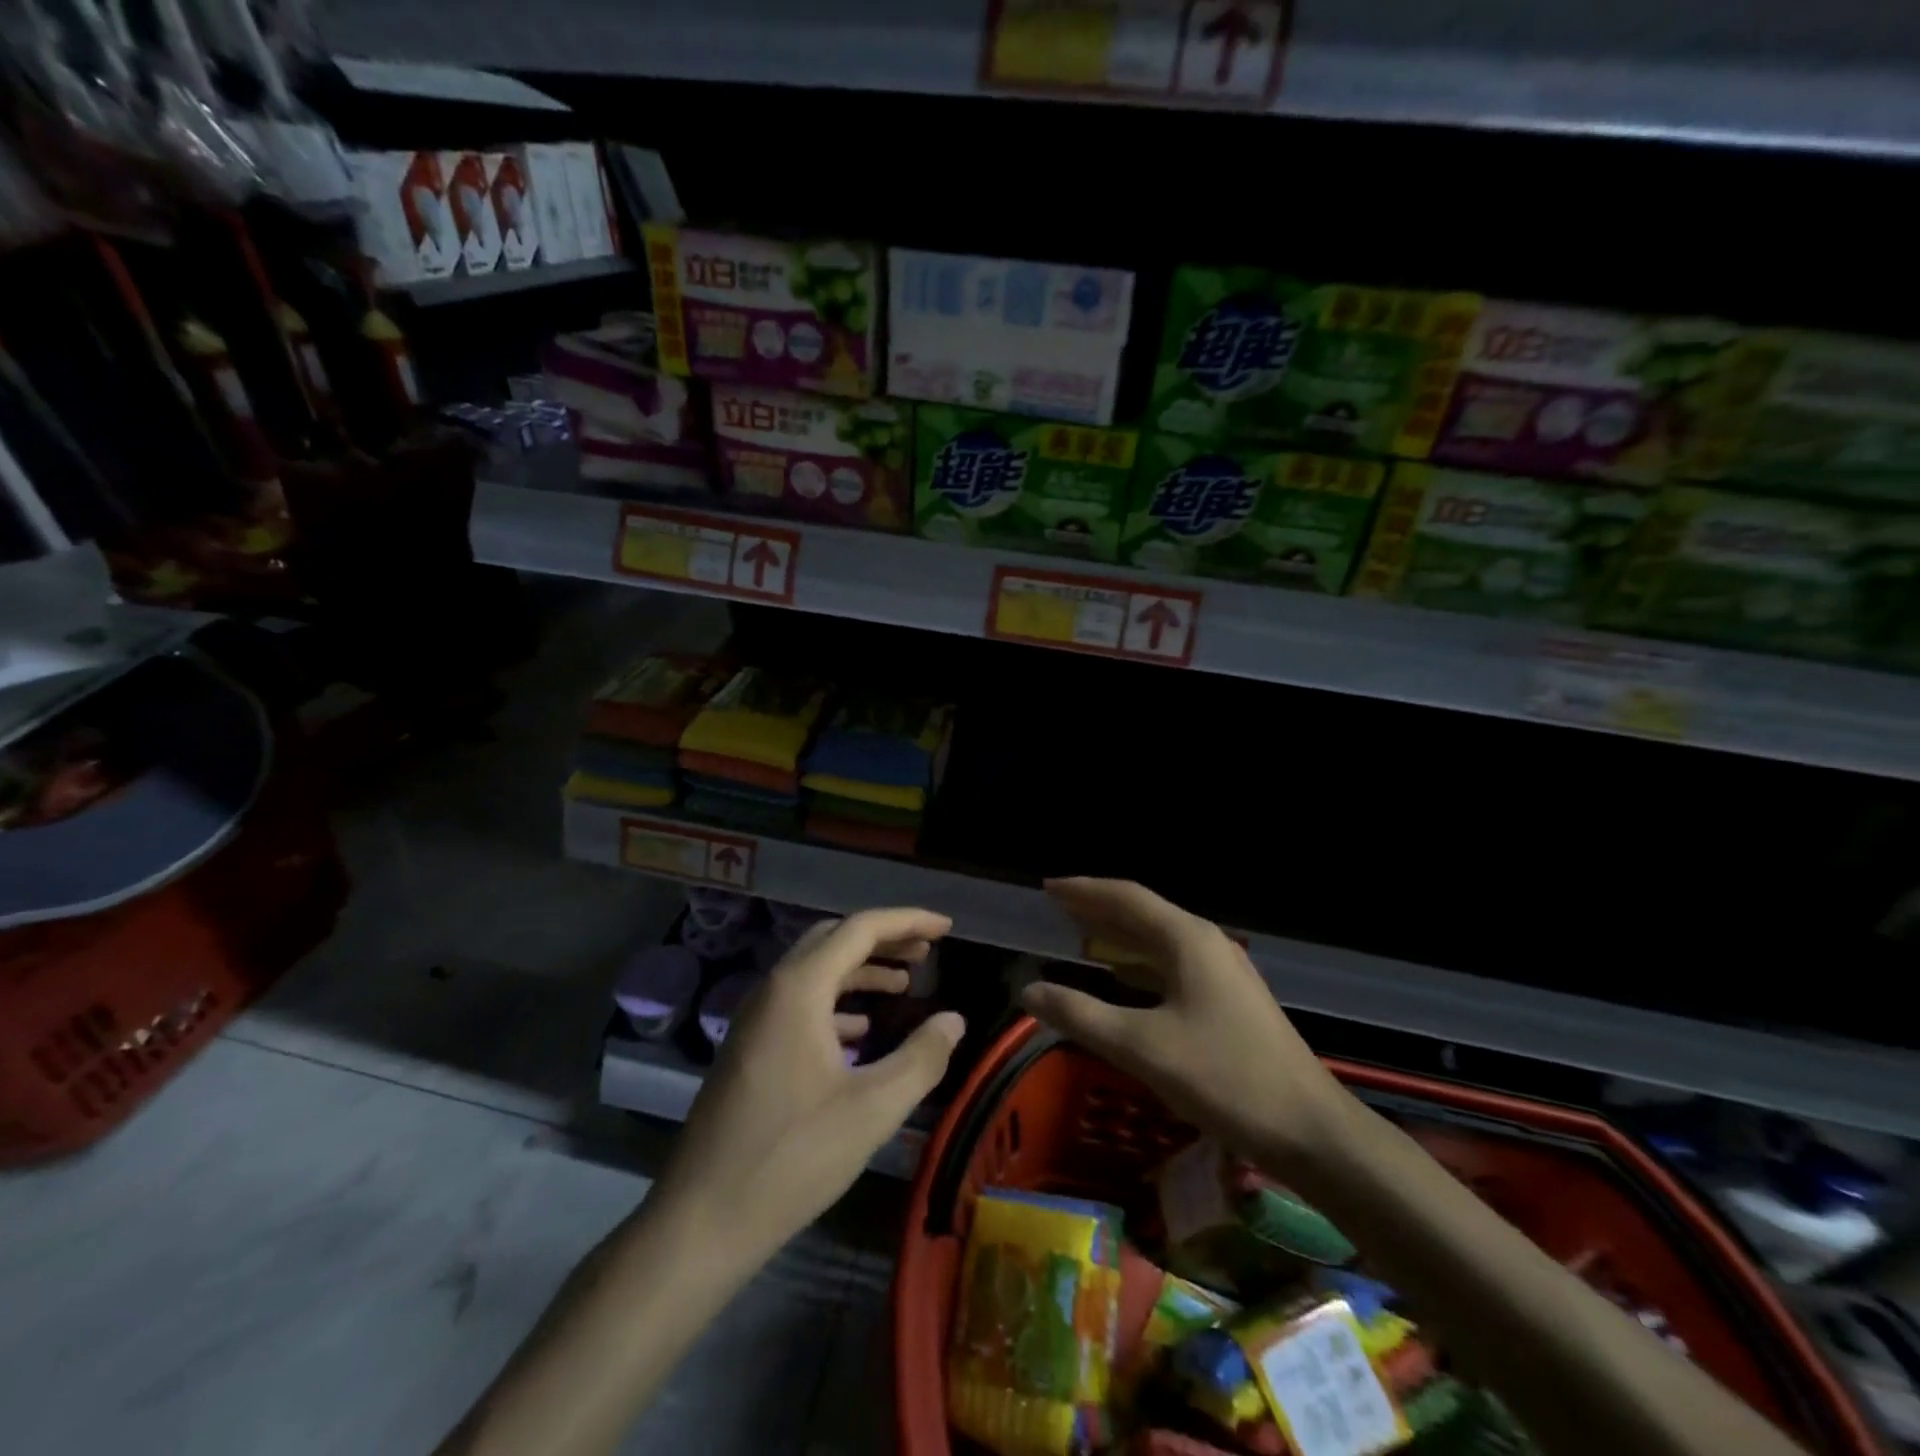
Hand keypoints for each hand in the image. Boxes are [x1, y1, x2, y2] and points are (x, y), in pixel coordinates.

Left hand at [650, 907, 964, 1263]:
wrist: (702, 1220)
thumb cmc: (792, 1157)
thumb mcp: (873, 1109)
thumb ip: (922, 1057)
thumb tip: (954, 1019)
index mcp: (799, 989)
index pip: (860, 929)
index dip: (908, 921)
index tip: (946, 927)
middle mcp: (773, 990)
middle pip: (834, 940)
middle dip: (884, 939)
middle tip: (926, 952)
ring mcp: (755, 1020)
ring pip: (815, 972)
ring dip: (861, 970)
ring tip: (904, 986)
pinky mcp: (749, 1049)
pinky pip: (799, 1004)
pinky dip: (837, 1003)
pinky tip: (860, 1033)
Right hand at [1021, 878, 1350, 1176]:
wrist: (1310, 1130)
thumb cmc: (1224, 1078)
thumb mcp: (1142, 1046)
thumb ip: (1081, 1015)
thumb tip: (1028, 991)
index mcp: (1188, 939)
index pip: (1127, 897)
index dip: (1084, 890)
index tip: (1048, 888)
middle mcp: (1207, 944)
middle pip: (1144, 913)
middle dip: (1099, 908)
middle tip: (1057, 908)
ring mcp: (1224, 971)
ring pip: (1160, 940)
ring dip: (1119, 935)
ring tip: (1080, 936)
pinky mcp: (1230, 999)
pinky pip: (1173, 964)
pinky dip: (1140, 963)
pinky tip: (1124, 979)